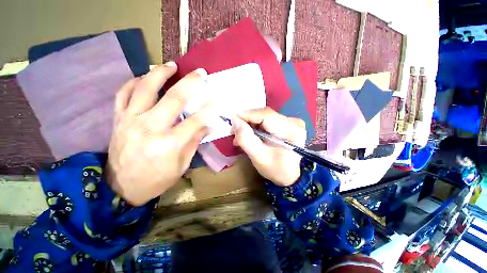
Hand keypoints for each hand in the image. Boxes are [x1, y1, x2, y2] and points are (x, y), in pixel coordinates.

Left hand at [107, 62, 214, 205]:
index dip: (209, 109)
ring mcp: (131, 120)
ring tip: (171, 65)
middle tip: (200, 73)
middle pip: (173, 99)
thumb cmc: (156, 179)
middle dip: (190, 83)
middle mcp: (150, 128)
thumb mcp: (181, 165)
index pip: (195, 121)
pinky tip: (144, 77)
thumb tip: (208, 126)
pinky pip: (123, 94)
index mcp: (169, 144)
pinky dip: (134, 82)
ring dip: (160, 74)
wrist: (121, 188)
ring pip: (145, 88)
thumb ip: (194, 142)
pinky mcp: (118, 119)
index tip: (217, 101)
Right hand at [232, 107, 305, 186]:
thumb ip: (246, 138)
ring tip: (240, 135)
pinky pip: (267, 120)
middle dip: (247, 121)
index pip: (265, 115)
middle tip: (234, 132)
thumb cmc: (275, 169)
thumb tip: (235, 120)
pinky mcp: (287, 124)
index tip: (232, 122)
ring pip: (264, 116)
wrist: (290, 175)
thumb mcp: (258, 157)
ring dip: (250, 124)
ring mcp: (291, 122)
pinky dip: (256, 126)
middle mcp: (293, 122)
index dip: (247, 115)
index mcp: (290, 130)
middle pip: (264, 114)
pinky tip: (250, 134)